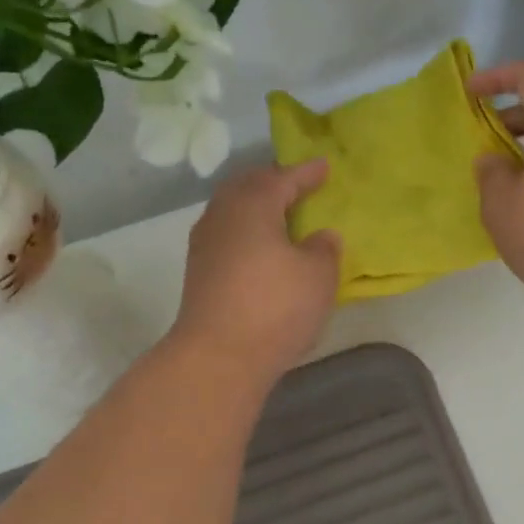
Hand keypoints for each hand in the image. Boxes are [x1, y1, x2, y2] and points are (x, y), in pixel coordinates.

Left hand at [170, 160, 341, 388]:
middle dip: (272, 183)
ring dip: (256, 208)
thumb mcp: (318, 276)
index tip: (324, 167)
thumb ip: (324, 249)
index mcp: (252, 205)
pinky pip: (227, 236)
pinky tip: (260, 248)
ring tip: (278, 215)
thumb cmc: (275, 307)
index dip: (306, 173)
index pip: (282, 178)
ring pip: (232, 212)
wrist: (218, 356)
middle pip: (247, 188)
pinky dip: (246, 233)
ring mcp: (205, 246)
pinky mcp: (199, 274)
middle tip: (295, 184)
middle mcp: (222, 216)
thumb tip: (322, 236)